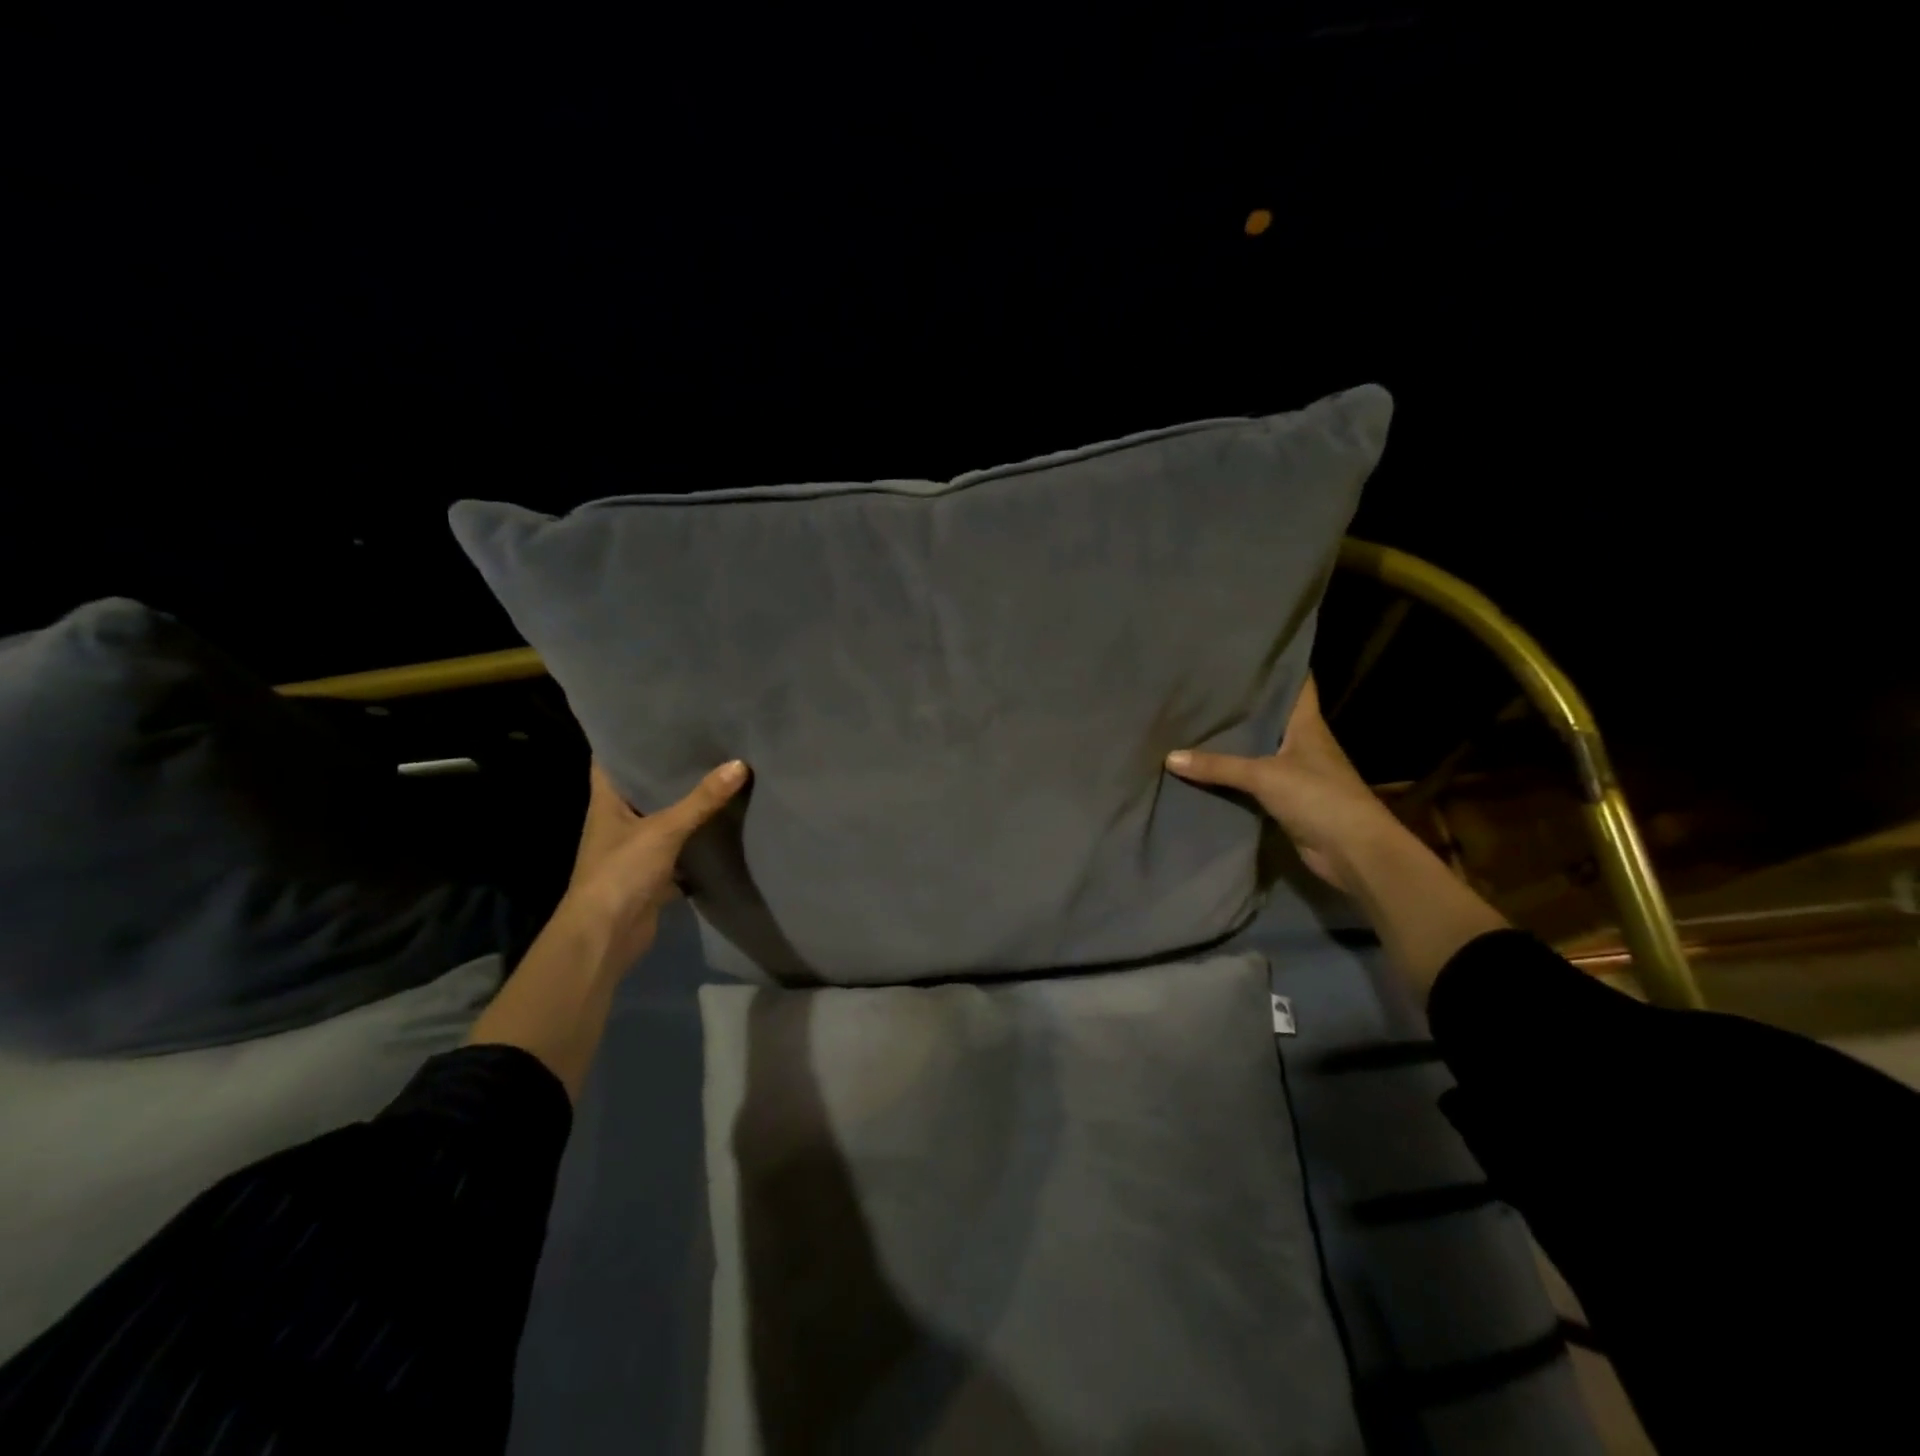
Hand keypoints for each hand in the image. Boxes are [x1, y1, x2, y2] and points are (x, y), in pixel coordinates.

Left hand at [562, 758, 749, 969]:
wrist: (606, 936)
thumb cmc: (621, 872)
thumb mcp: (664, 830)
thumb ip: (701, 800)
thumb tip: (740, 764)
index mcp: (607, 802)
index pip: (611, 760)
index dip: (628, 738)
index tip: (658, 718)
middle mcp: (617, 821)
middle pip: (643, 787)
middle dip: (669, 769)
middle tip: (703, 741)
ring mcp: (635, 849)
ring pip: (664, 818)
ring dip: (685, 804)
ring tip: (719, 774)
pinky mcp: (653, 874)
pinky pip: (679, 849)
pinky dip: (697, 840)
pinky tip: (723, 824)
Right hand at [1165, 677, 1396, 893]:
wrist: (1352, 851)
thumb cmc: (1319, 797)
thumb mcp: (1264, 775)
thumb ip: (1218, 766)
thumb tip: (1169, 756)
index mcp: (1307, 724)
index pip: (1297, 684)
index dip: (1277, 666)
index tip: (1246, 654)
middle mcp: (1303, 743)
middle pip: (1271, 717)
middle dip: (1243, 705)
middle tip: (1204, 688)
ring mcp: (1297, 772)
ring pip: (1259, 749)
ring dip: (1235, 743)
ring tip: (1196, 722)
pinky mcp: (1287, 800)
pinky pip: (1253, 781)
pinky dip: (1234, 776)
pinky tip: (1206, 769)